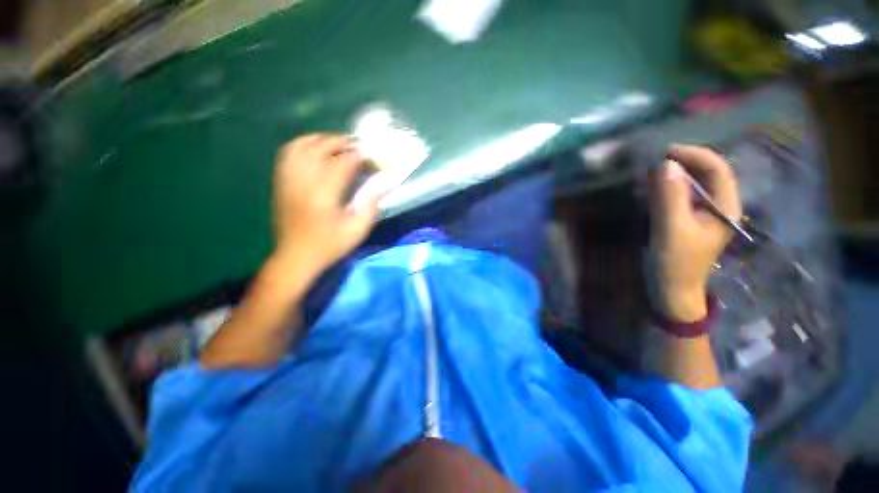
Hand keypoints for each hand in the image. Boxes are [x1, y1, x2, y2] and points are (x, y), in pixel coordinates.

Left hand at [272, 134, 379, 276]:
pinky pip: (287, 154)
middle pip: (320, 148)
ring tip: (336, 143)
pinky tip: (313, 149)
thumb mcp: (357, 231)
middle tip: (356, 146)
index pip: (341, 163)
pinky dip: (302, 145)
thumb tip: (380, 185)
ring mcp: (288, 180)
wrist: (296, 256)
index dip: (358, 156)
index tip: (370, 155)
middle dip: (340, 142)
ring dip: (320, 139)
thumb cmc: (329, 245)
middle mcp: (303, 182)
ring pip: (301, 146)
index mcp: (324, 195)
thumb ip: (370, 207)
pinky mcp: (281, 183)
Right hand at [647, 145, 740, 321]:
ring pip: (690, 183)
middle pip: (705, 174)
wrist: (670, 289)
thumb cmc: (675, 262)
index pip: (718, 170)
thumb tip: (666, 164)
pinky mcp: (686, 218)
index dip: (695, 155)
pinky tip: (648, 186)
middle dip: (681, 162)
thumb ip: (671, 197)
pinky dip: (664, 187)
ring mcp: (701, 212)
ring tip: (647, 170)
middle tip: (653, 159)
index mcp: (725, 207)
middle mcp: (717, 206)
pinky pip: (678, 195)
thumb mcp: (672, 229)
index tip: (666, 151)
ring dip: (671, 174)